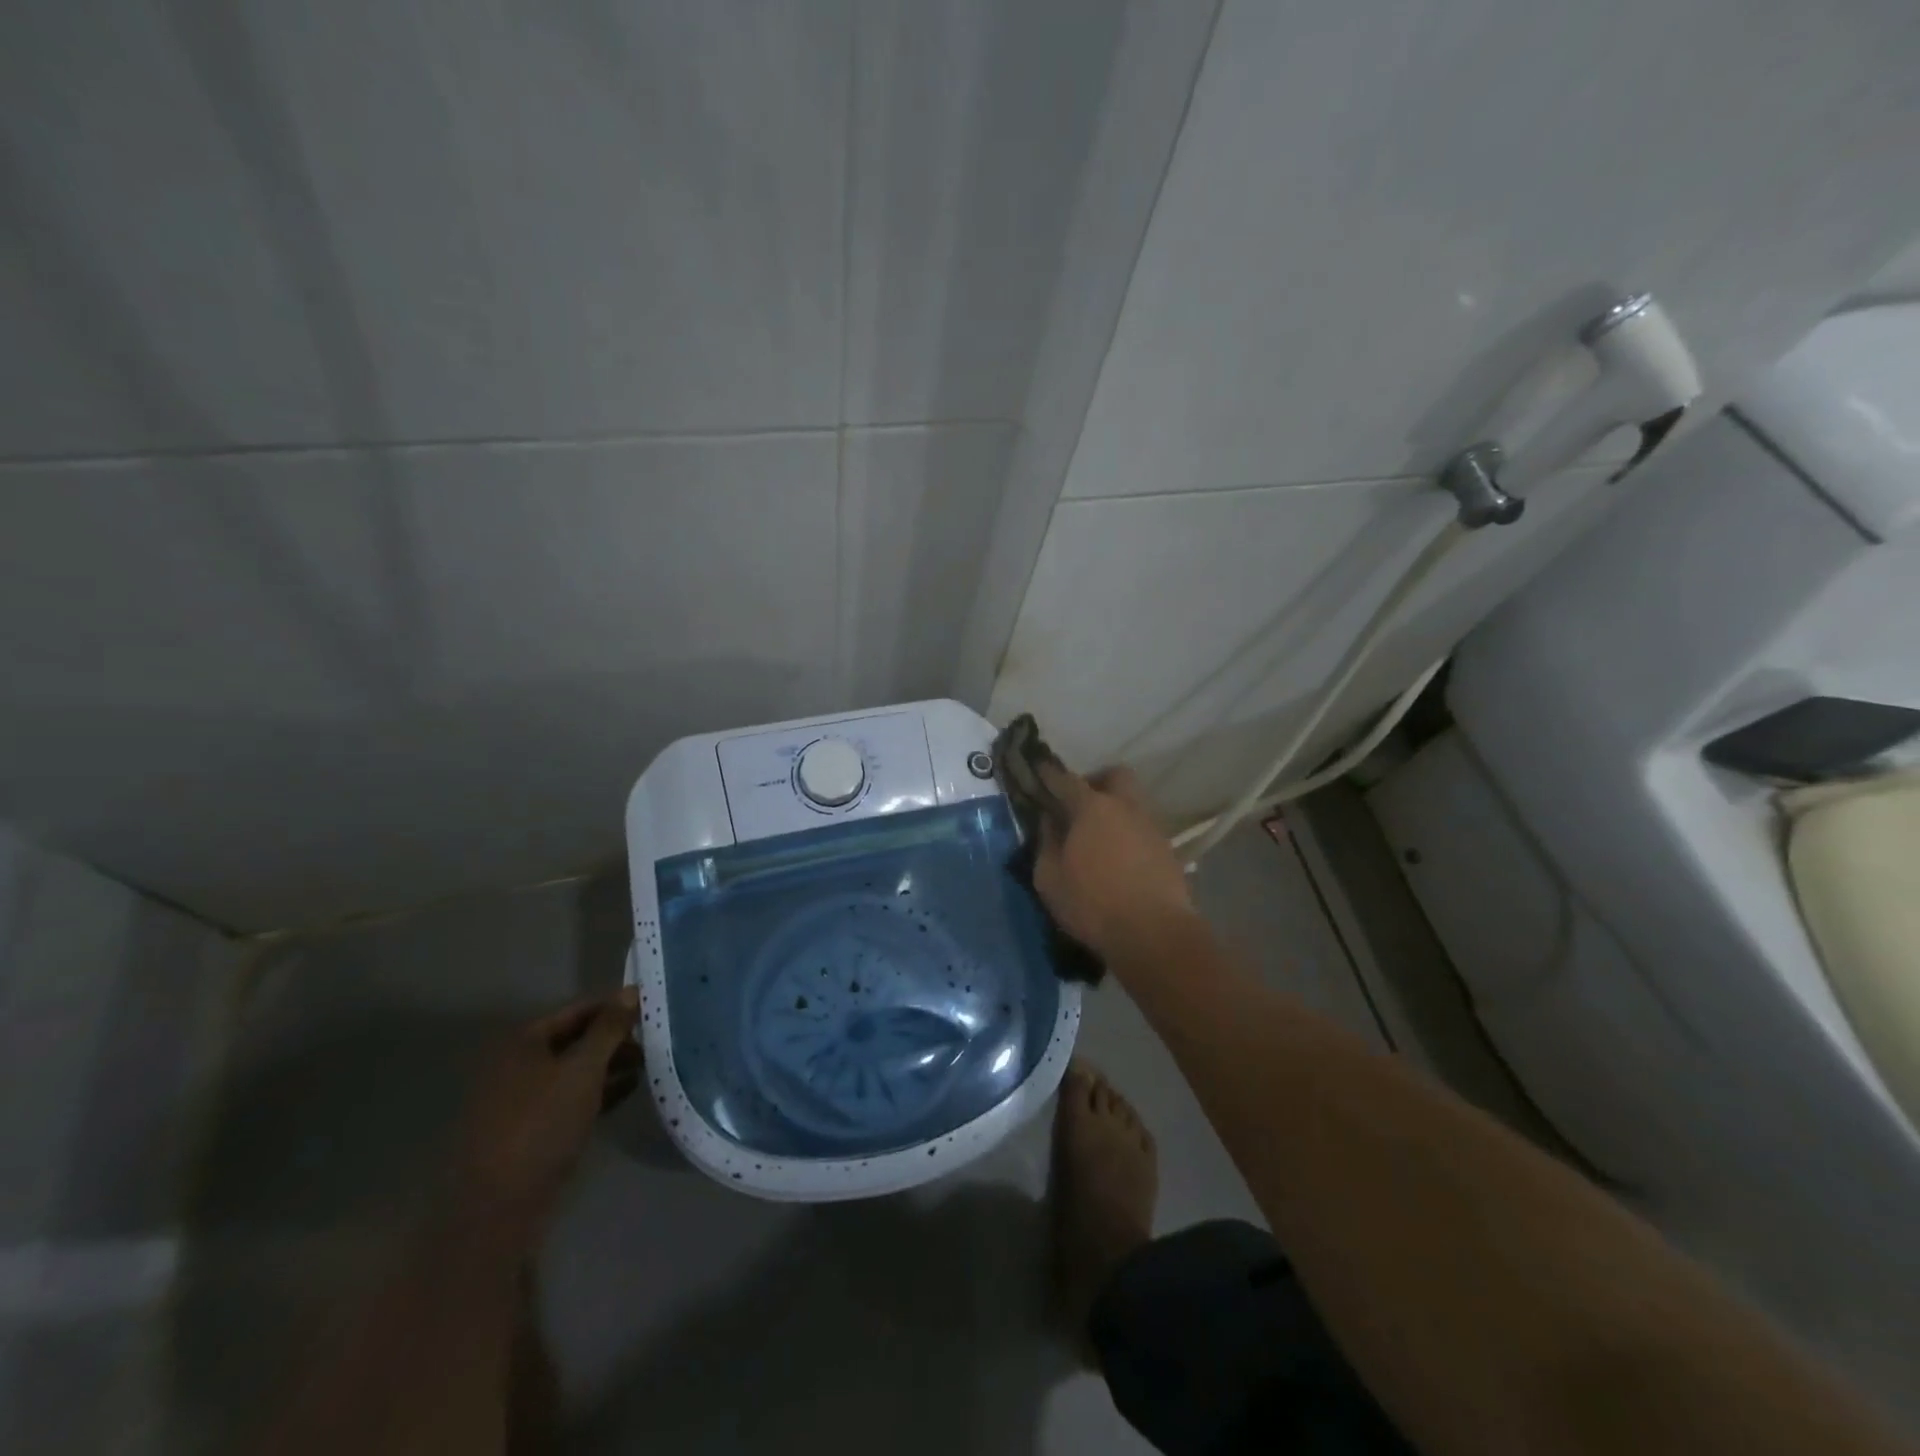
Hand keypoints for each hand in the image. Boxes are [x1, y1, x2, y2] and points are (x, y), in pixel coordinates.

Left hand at [451, 989, 640, 1244]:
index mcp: (523, 1042)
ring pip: (573, 1070)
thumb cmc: (542, 1124)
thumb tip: (631, 990)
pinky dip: (597, 1091)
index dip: (614, 1006)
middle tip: (653, 1039)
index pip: (577, 1010)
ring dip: (609, 1065)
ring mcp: (520, 1099)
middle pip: (574, 1039)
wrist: (498, 1207)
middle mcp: (517, 1064)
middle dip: (614, 1038)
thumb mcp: (583, 1069)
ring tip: (647, 1064)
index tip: (649, 1007)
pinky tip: (628, 1091)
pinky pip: (569, 1098)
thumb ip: (609, 1028)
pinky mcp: (529, 1130)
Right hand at [1034, 762, 1195, 959]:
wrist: (1154, 934)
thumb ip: (1046, 844)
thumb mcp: (1049, 879)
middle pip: (1115, 776)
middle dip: (1096, 781)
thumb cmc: (1092, 904)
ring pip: (1133, 801)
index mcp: (1092, 808)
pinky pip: (1143, 827)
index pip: (1066, 779)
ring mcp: (1151, 826)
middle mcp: (1125, 807)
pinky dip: (1129, 832)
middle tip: (1078, 803)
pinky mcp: (1168, 849)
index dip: (1049, 775)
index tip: (1039, 771)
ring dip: (1115, 808)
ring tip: (1098, 834)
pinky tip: (1118, 856)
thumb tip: (1049, 822)